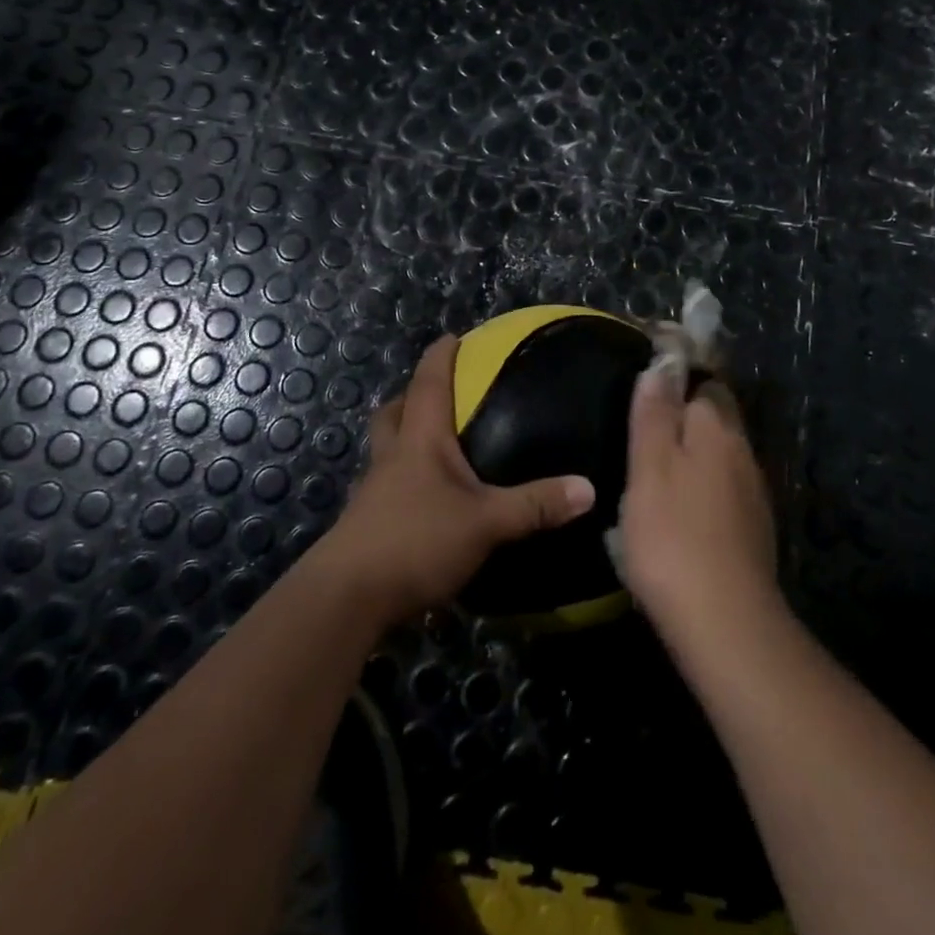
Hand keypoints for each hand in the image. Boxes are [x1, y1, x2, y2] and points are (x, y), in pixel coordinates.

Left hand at [319, 335, 596, 623]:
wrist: (346, 598)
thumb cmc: (416, 541)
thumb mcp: (486, 522)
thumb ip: (535, 505)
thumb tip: (588, 489)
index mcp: (420, 441)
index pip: (428, 383)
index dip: (439, 357)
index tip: (451, 337)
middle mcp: (392, 457)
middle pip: (394, 413)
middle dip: (412, 396)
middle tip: (437, 393)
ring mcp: (373, 491)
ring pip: (385, 448)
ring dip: (402, 436)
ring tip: (431, 444)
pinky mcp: (365, 524)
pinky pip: (385, 485)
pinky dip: (401, 478)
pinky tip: (422, 499)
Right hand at [618, 358, 781, 656]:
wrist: (725, 621)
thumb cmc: (673, 536)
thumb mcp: (649, 467)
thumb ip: (655, 412)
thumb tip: (663, 361)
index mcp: (717, 429)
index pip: (706, 381)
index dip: (679, 375)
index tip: (649, 382)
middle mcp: (742, 452)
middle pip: (717, 415)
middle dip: (688, 412)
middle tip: (646, 425)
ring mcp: (752, 492)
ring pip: (721, 453)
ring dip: (695, 451)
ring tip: (655, 466)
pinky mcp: (753, 528)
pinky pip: (725, 488)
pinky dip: (703, 485)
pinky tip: (680, 508)